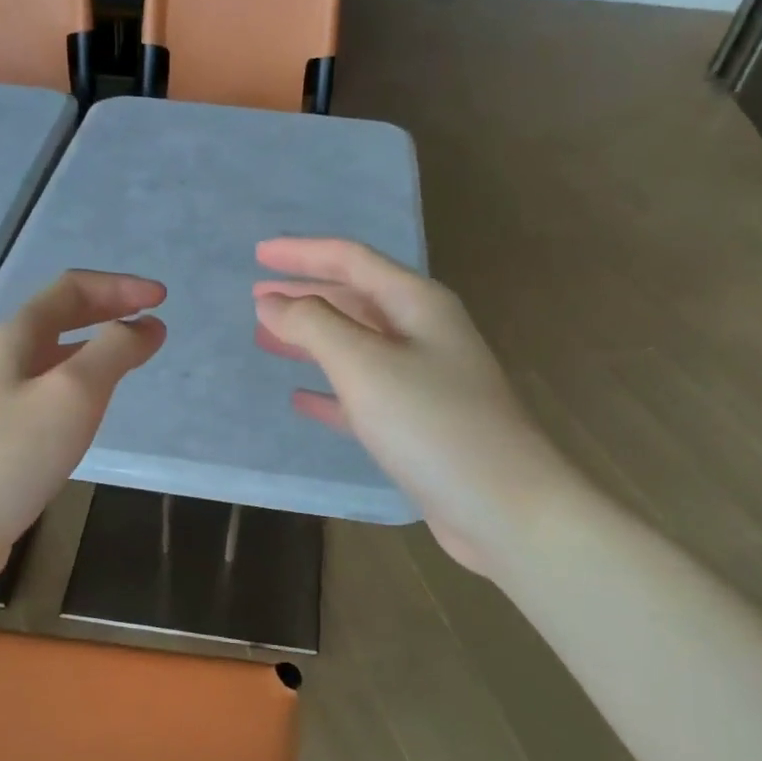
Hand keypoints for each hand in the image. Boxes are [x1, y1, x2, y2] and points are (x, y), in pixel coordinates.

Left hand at [0, 270, 166, 582]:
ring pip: (53, 354)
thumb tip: (146, 325)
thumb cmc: (13, 457)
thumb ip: (113, 352)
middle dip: (108, 310)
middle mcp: (1, 358)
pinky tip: (90, 407)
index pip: (72, 289)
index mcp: (14, 337)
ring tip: (130, 357)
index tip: (163, 300)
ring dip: (95, 345)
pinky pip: (46, 389)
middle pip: (60, 316)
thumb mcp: (73, 395)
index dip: (120, 286)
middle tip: (151, 322)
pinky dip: (80, 381)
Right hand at [254, 237, 559, 575]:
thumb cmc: (433, 424)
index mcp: (416, 304)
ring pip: (356, 346)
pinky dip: (330, 391)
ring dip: (312, 340)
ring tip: (268, 340)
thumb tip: (272, 303)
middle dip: (305, 295)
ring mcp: (423, 380)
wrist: (504, 507)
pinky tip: (302, 399)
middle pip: (355, 299)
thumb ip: (314, 326)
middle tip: (257, 299)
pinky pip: (363, 394)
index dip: (302, 253)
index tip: (258, 254)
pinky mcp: (418, 424)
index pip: (351, 260)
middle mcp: (422, 333)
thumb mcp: (365, 365)